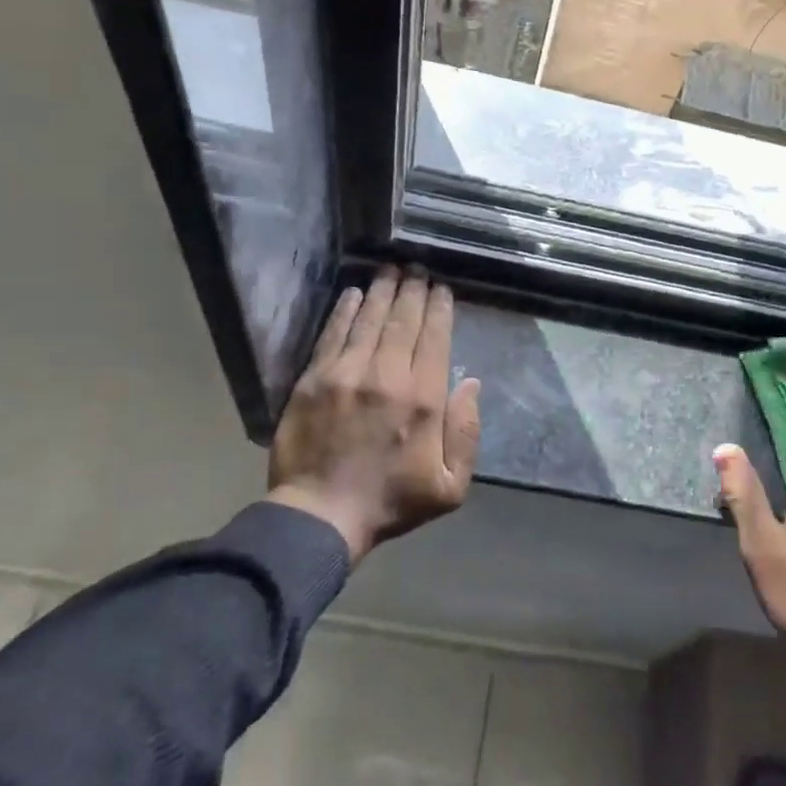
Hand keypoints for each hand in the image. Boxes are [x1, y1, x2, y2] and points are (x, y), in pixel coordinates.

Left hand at [268, 267, 482, 563]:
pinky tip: (353, 293)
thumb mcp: (449, 485)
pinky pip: (333, 334)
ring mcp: (346, 374)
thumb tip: (470, 384)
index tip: (442, 288)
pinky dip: (345, 310)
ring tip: (391, 269)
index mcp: (423, 399)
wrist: (320, 516)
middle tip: (417, 268)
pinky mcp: (314, 379)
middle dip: (413, 290)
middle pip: (403, 320)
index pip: (434, 338)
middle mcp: (387, 376)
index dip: (439, 308)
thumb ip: (467, 433)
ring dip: (382, 291)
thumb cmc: (391, 501)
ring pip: (370, 320)